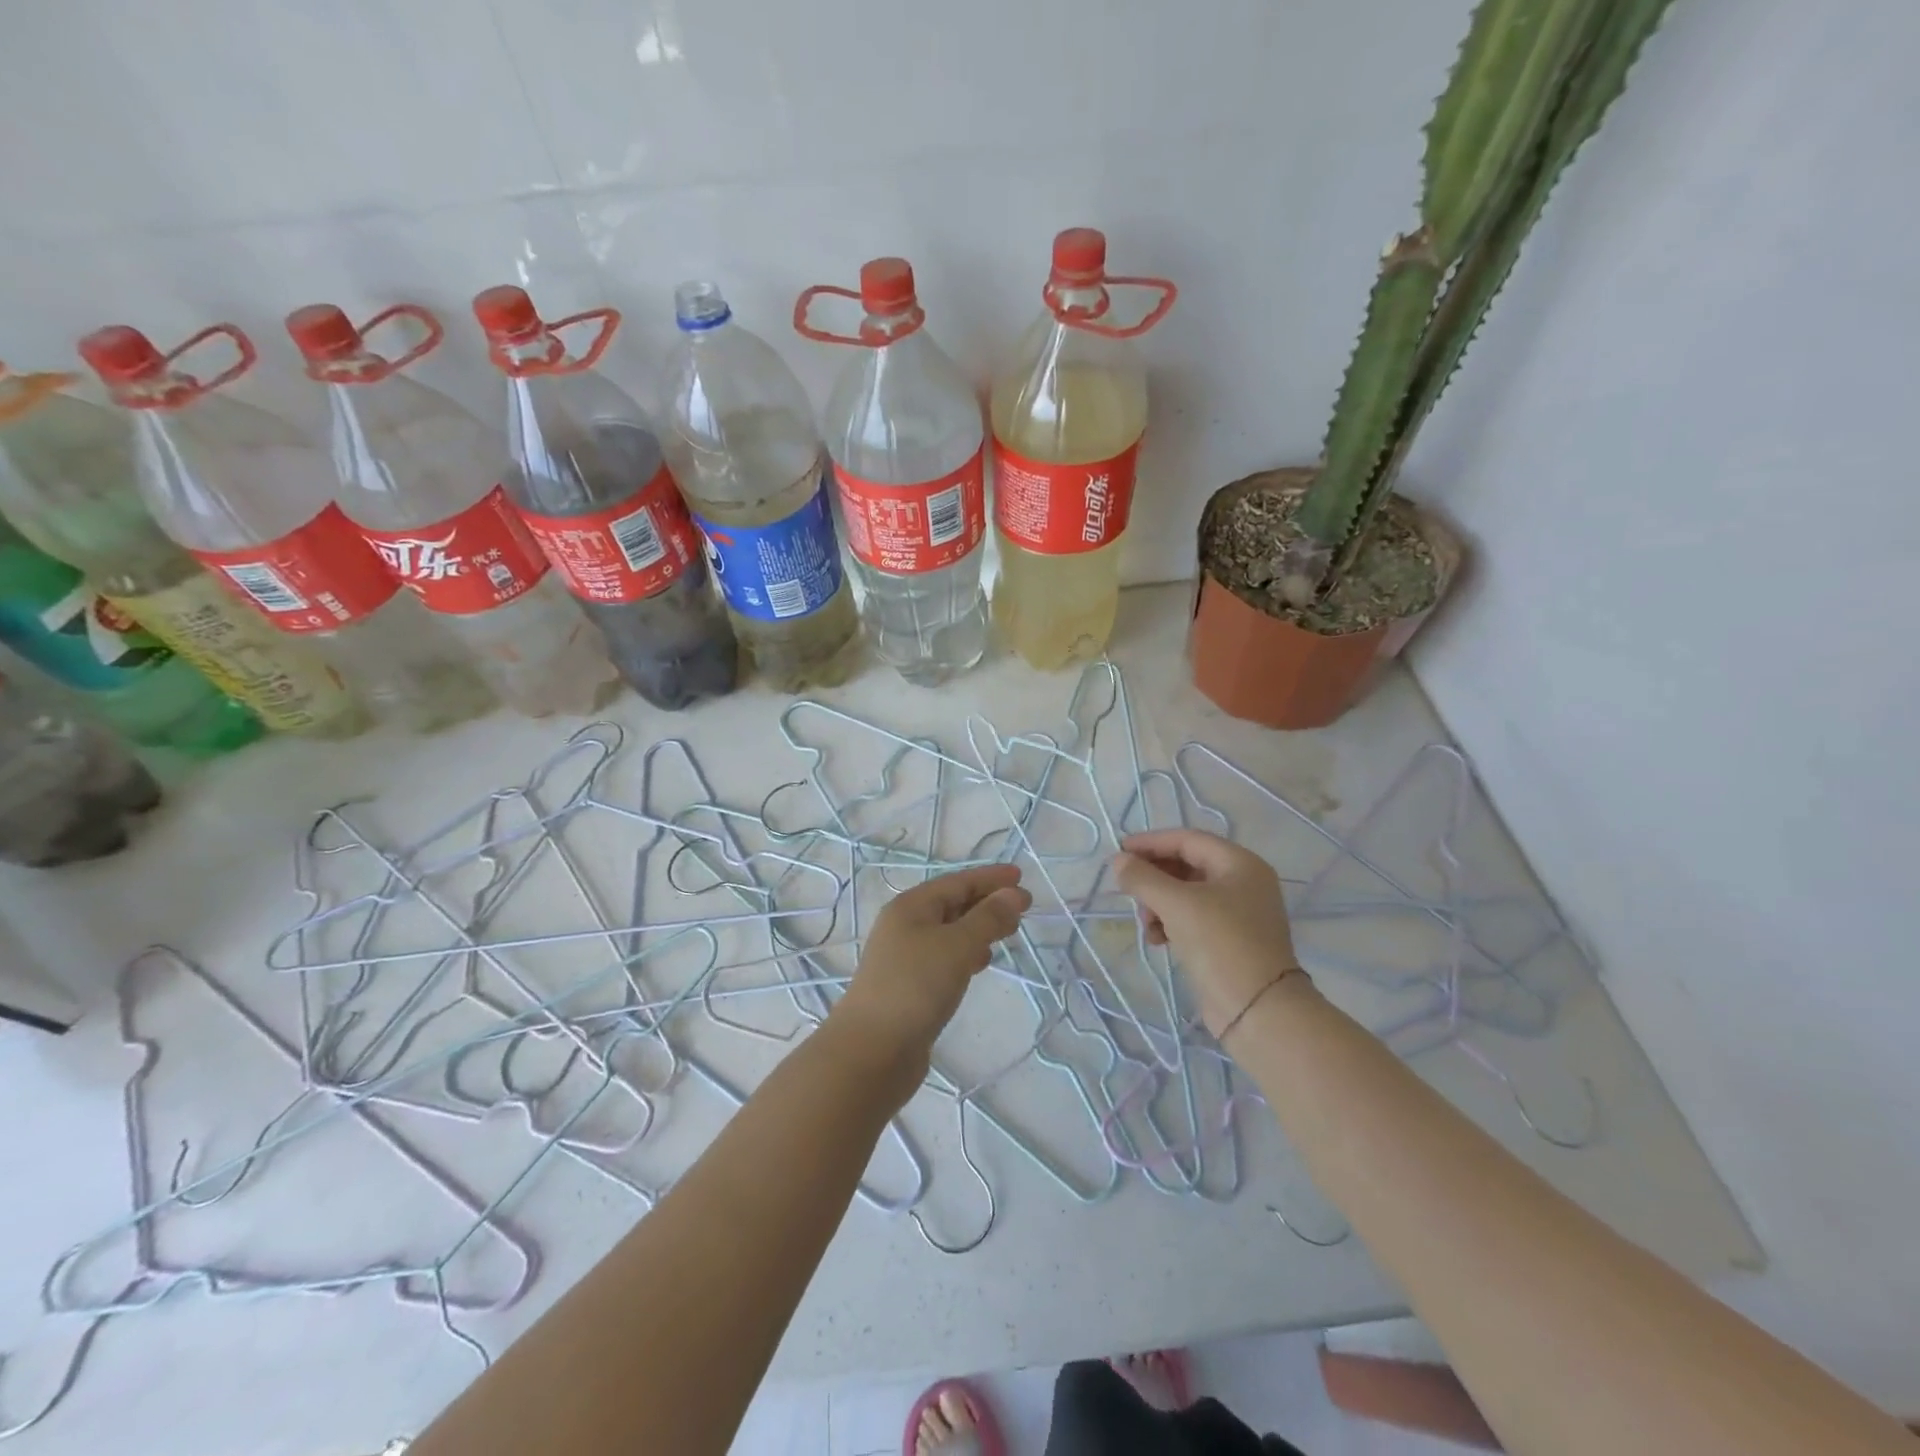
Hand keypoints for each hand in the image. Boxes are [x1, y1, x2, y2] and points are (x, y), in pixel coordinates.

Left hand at [834, 864, 1031, 1072]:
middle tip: (1023, 908)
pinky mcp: (910, 986)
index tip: (1021, 877)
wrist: (872, 1051)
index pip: (957, 882)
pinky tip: (981, 963)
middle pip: (952, 904)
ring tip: (1008, 933)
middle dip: (987, 902)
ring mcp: (905, 957)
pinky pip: (944, 957)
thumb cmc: (915, 987)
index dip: (990, 878)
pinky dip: (966, 953)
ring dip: (978, 928)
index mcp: (911, 907)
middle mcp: (905, 926)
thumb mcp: (957, 946)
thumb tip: (1013, 894)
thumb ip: (988, 918)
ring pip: (949, 932)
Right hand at [1113, 829, 1301, 1037]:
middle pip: (1187, 866)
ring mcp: (1239, 914)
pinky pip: (1193, 919)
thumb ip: (1143, 878)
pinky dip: (1171, 923)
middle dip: (1154, 877)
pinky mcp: (1230, 941)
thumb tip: (1118, 861)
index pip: (1187, 840)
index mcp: (1240, 864)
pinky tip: (1157, 940)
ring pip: (1187, 894)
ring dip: (1159, 903)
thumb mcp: (1177, 905)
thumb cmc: (1221, 944)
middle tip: (1127, 889)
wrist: (1259, 1011)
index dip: (1151, 842)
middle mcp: (1243, 883)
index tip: (1119, 851)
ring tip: (1145, 922)